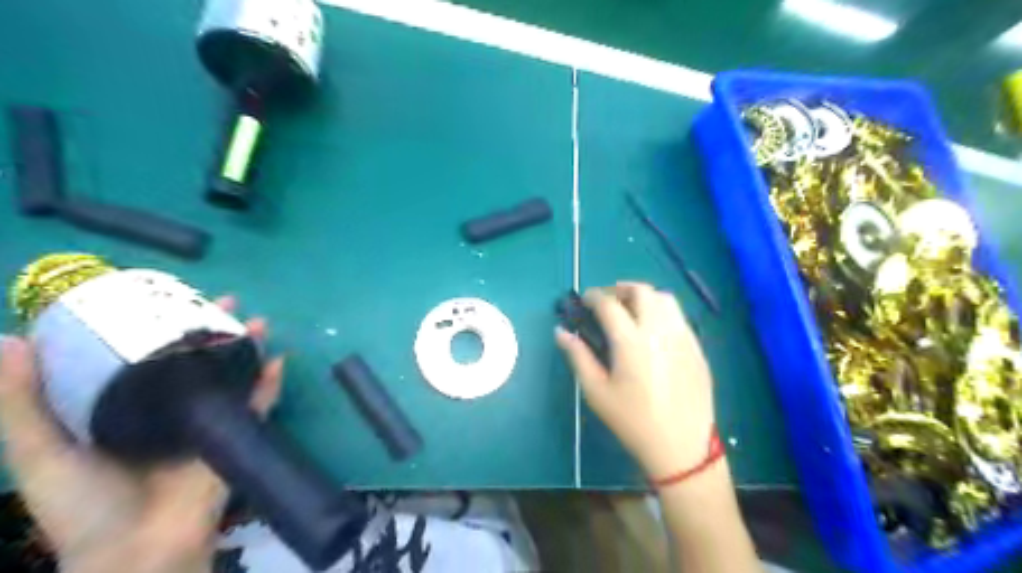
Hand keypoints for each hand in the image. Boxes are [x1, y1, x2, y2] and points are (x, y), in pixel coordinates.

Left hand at [1, 298, 281, 571]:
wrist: (139, 549)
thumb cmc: (85, 505)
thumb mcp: (41, 453)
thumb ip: (23, 403)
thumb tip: (11, 339)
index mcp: (129, 408)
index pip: (147, 357)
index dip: (159, 326)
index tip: (166, 298)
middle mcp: (172, 408)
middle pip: (199, 359)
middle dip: (214, 330)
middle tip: (226, 301)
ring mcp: (208, 421)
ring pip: (233, 375)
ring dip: (248, 348)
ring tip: (259, 322)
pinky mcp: (234, 436)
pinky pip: (258, 404)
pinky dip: (270, 383)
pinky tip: (279, 361)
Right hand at [555, 281, 712, 478]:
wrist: (682, 447)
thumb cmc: (633, 421)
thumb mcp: (596, 392)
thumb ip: (578, 356)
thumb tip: (561, 332)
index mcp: (631, 341)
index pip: (609, 304)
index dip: (593, 296)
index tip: (585, 300)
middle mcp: (659, 330)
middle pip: (641, 291)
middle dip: (620, 289)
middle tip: (607, 302)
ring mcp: (682, 337)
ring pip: (665, 298)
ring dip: (644, 296)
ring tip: (631, 311)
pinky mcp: (696, 347)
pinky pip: (679, 316)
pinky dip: (661, 311)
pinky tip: (653, 331)